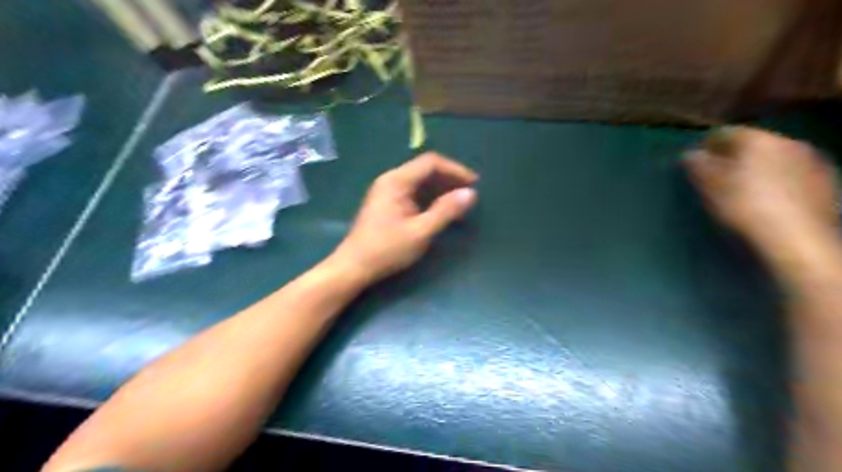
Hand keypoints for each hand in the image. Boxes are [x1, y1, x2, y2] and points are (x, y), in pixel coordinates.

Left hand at [329, 154, 475, 283]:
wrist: (353, 267)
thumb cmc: (386, 249)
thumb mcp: (420, 232)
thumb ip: (445, 211)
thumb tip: (471, 194)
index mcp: (397, 181)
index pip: (431, 162)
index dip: (455, 170)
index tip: (474, 183)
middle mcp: (391, 180)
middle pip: (425, 170)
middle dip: (450, 180)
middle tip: (469, 194)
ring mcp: (387, 192)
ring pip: (420, 182)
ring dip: (441, 190)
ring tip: (460, 204)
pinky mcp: (388, 204)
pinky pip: (414, 193)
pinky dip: (430, 199)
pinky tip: (442, 211)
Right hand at [687, 125, 837, 255]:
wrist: (796, 236)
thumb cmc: (745, 206)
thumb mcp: (711, 187)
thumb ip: (698, 166)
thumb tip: (690, 154)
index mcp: (757, 140)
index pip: (725, 133)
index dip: (706, 145)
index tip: (695, 160)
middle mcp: (788, 141)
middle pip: (752, 143)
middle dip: (734, 156)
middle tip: (717, 174)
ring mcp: (812, 160)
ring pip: (774, 157)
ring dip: (757, 166)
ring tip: (743, 187)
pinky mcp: (826, 181)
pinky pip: (793, 172)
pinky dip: (778, 179)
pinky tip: (769, 197)